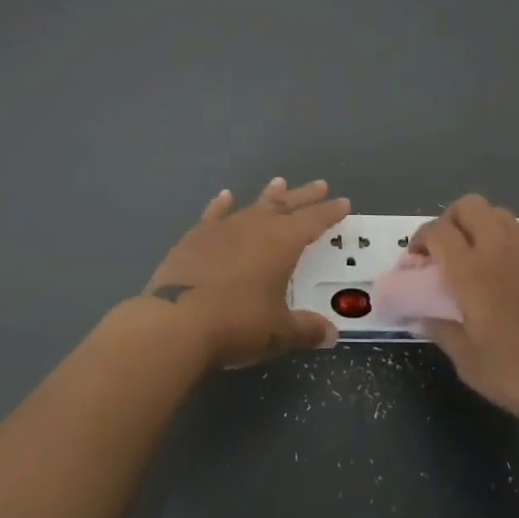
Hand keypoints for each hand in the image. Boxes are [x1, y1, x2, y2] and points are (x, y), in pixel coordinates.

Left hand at [140, 177, 348, 368]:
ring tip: (279, 182)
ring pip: (252, 206)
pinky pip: (213, 215)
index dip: (330, 212)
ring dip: (268, 196)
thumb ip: (306, 329)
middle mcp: (255, 227)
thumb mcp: (278, 333)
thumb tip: (331, 335)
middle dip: (304, 196)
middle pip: (285, 205)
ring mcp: (222, 229)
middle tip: (319, 185)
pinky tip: (225, 197)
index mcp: (282, 243)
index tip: (343, 202)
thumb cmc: (237, 324)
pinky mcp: (194, 238)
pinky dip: (221, 206)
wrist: (175, 322)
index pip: (313, 221)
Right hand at [412, 194, 518, 424]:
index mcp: (471, 271)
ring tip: (478, 256)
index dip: (421, 238)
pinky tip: (511, 274)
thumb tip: (418, 318)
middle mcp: (500, 250)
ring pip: (499, 215)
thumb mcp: (469, 362)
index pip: (437, 230)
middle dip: (451, 219)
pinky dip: (509, 244)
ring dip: (481, 226)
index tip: (416, 260)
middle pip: (470, 206)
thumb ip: (441, 331)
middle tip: (446, 249)